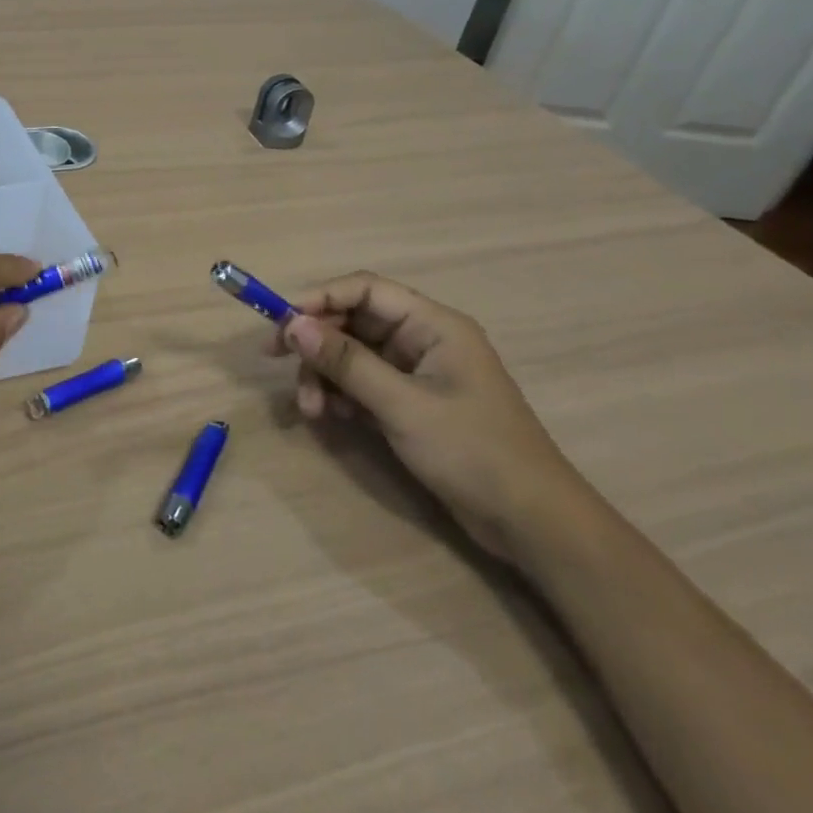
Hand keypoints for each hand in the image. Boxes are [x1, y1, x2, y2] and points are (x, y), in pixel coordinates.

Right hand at [267, 272, 588, 562]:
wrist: (531, 523)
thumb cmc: (473, 452)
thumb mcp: (402, 405)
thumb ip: (346, 362)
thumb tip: (293, 325)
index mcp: (432, 325)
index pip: (364, 290)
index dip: (319, 299)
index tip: (281, 323)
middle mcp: (422, 339)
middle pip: (352, 322)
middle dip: (317, 345)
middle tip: (281, 365)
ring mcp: (416, 373)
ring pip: (351, 355)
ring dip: (325, 375)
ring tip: (311, 410)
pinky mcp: (410, 402)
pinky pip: (362, 383)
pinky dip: (340, 395)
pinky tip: (331, 417)